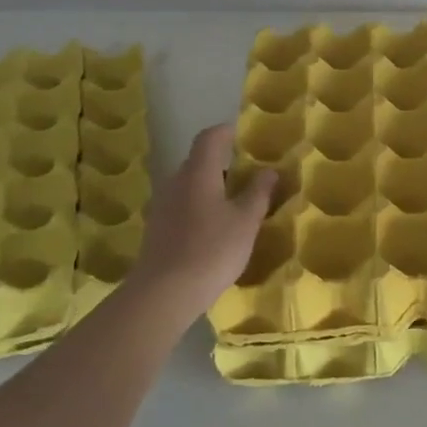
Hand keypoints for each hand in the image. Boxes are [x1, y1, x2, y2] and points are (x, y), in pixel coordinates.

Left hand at [132, 124, 276, 317]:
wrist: (163, 294)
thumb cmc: (211, 250)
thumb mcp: (245, 221)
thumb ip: (258, 192)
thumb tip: (269, 170)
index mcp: (198, 172)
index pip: (209, 138)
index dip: (226, 132)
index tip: (245, 136)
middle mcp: (175, 182)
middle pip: (198, 161)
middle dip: (223, 164)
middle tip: (248, 175)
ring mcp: (162, 206)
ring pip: (189, 185)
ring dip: (211, 188)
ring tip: (235, 204)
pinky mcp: (156, 228)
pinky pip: (182, 205)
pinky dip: (199, 207)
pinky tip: (214, 229)